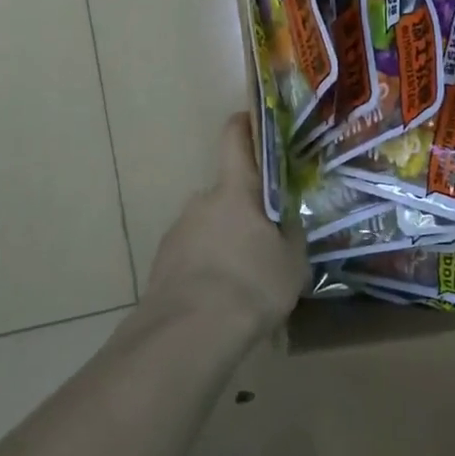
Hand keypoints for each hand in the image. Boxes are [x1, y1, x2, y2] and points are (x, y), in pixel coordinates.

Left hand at [147, 114, 306, 338]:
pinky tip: (221, 297)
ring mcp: (178, 230)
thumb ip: (290, 234)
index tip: (254, 123)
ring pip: (210, 225)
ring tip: (245, 280)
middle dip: (246, 211)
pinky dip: (207, 266)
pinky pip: (193, 253)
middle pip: (227, 193)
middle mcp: (202, 200)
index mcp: (235, 190)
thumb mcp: (292, 261)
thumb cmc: (251, 284)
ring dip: (226, 241)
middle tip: (268, 240)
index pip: (235, 138)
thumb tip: (286, 221)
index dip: (244, 125)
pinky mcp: (162, 261)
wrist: (190, 332)